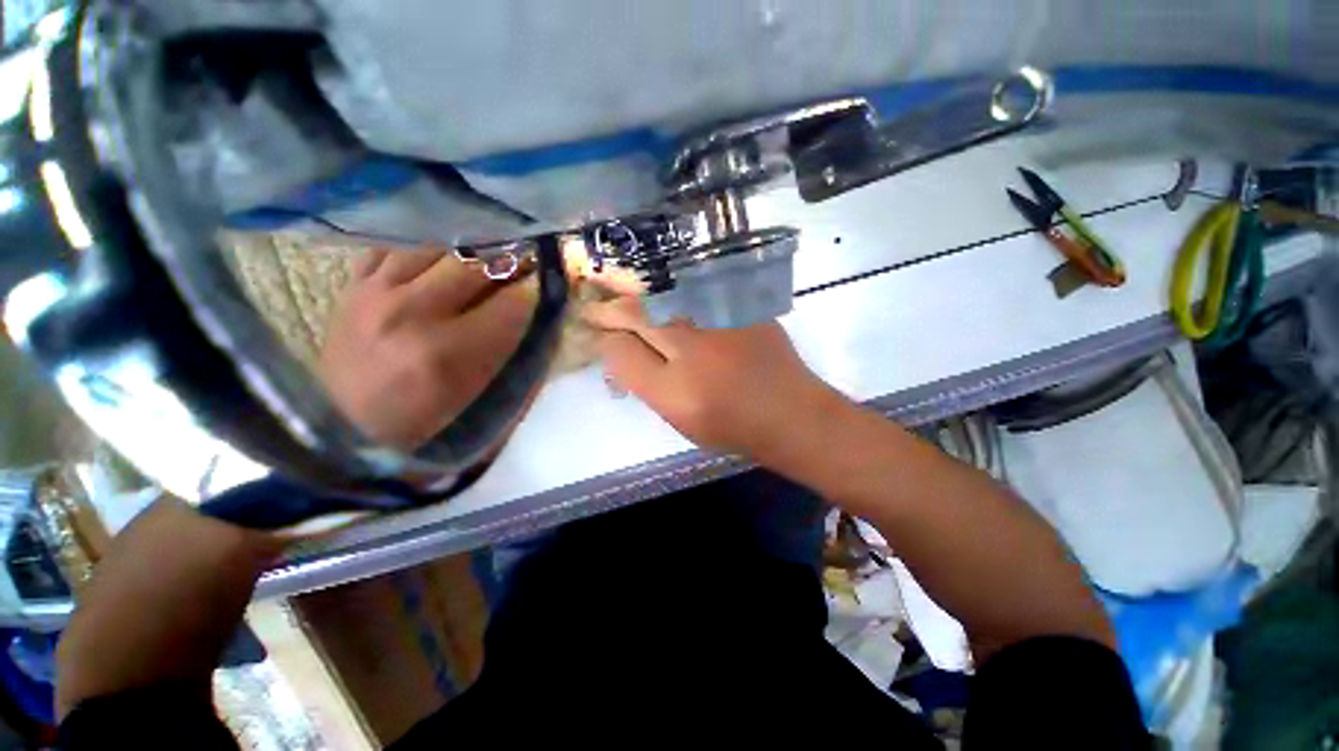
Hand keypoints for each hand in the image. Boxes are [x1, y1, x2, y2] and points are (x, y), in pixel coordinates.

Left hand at [319, 250, 534, 449]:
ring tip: (482, 262)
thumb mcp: (484, 397)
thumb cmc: (426, 423)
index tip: (545, 287)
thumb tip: (541, 312)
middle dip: (510, 263)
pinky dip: (422, 250)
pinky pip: (394, 247)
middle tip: (523, 266)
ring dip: (469, 253)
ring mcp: (376, 294)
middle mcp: (411, 314)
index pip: (512, 303)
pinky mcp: (353, 287)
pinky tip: (437, 262)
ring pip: (437, 247)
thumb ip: (517, 353)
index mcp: (449, 353)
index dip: (536, 291)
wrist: (344, 430)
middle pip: (476, 265)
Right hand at [584, 296, 840, 458]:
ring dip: (632, 293)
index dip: (601, 337)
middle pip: (637, 314)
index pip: (621, 349)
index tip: (591, 330)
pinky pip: (691, 287)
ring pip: (659, 295)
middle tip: (593, 307)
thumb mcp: (678, 416)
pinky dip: (666, 288)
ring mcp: (718, 319)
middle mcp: (692, 346)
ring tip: (613, 291)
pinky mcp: (739, 305)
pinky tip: (658, 292)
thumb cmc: (731, 424)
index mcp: (674, 387)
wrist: (790, 412)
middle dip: (608, 308)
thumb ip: (642, 380)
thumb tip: (616, 347)